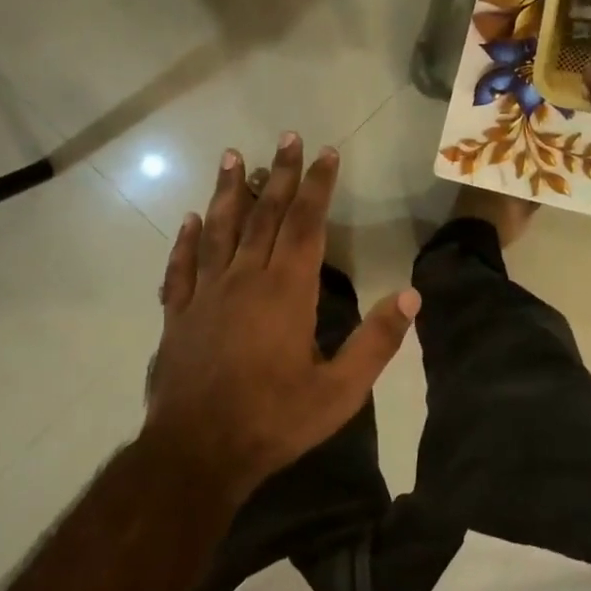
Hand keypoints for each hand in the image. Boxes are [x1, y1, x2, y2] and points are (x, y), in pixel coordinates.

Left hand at [140, 134, 418, 503]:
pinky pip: (182, 266)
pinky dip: (186, 239)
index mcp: (286, 291)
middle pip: (265, 215)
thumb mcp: (340, 391)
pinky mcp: (179, 314)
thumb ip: (376, 342)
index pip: (306, 224)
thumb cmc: (274, 421)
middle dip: (280, 174)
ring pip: (219, 229)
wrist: (197, 452)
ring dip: (228, 191)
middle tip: (288, 138)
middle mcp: (245, 279)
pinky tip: (189, 219)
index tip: (326, 152)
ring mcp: (206, 294)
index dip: (318, 186)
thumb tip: (411, 296)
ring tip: (233, 157)